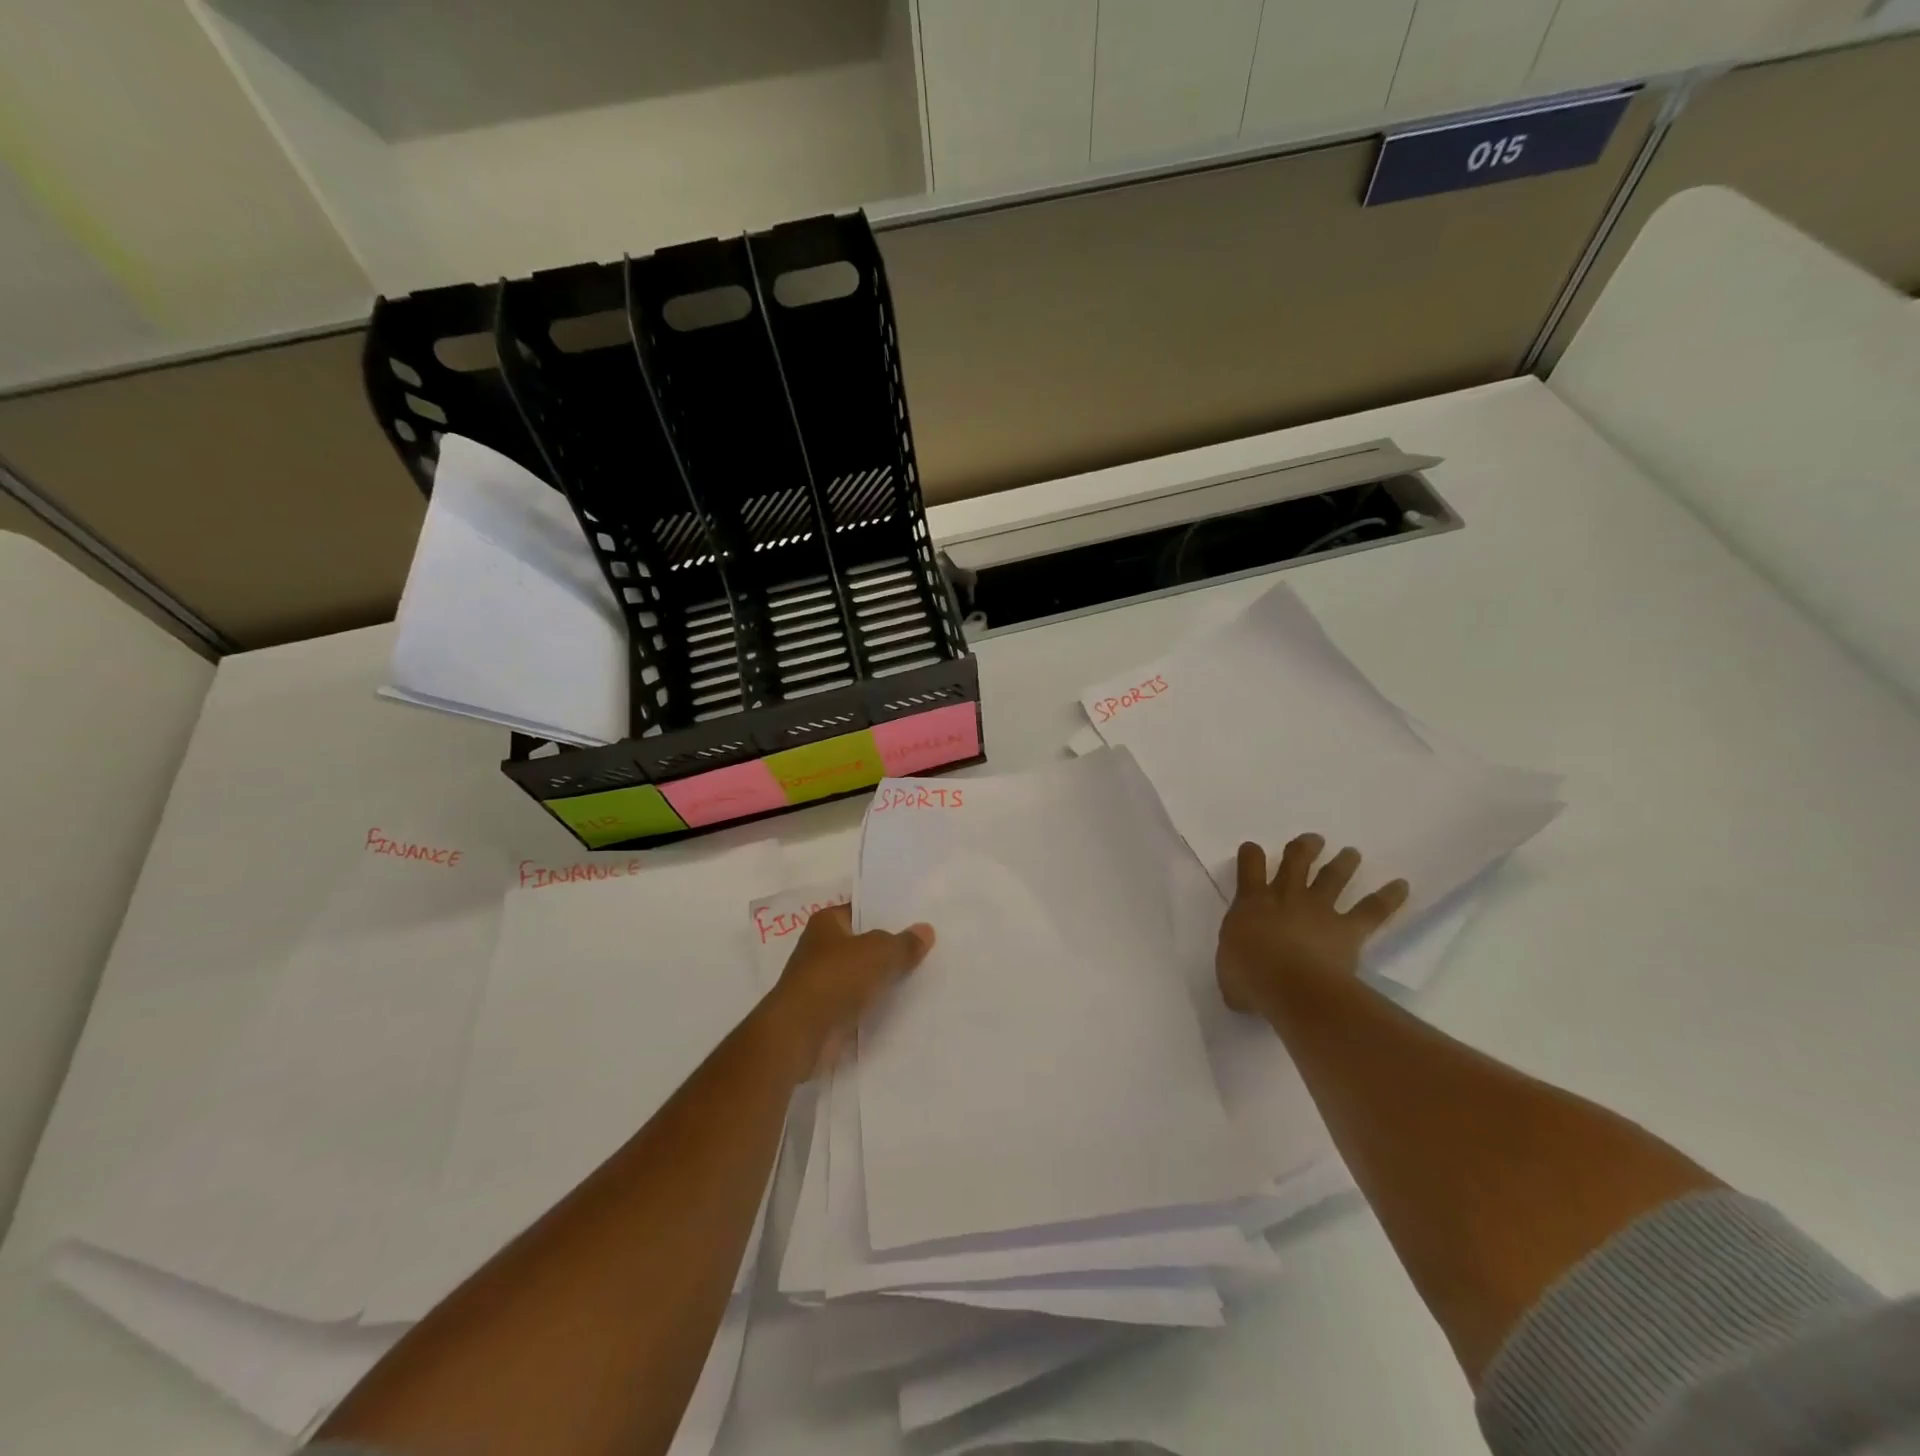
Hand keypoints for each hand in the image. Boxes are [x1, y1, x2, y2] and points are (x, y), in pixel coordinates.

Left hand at [761, 905, 933, 1079]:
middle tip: (928, 948)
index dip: (887, 914)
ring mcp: (823, 982)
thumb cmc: (835, 978)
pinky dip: (876, 1006)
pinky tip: (905, 1006)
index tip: (918, 919)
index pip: (861, 911)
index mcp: (826, 923)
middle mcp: (821, 948)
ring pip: (863, 975)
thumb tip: (926, 930)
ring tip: (924, 977)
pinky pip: (860, 1003)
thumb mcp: (879, 953)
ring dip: (884, 980)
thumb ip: (904, 943)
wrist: (800, 1034)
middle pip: (864, 944)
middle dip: (890, 948)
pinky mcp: (827, 1013)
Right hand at [1216, 836, 1408, 1016]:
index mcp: (1252, 903)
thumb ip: (1234, 964)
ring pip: (1332, 877)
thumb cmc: (1251, 979)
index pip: (1250, 866)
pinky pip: (1372, 910)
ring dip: (1342, 863)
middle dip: (1303, 848)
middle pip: (1296, 861)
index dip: (1251, 855)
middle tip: (1313, 840)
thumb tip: (1240, 975)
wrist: (1294, 989)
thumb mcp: (1228, 971)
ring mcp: (1319, 910)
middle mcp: (1286, 897)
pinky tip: (1402, 886)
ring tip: (1351, 853)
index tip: (1252, 850)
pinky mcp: (1347, 929)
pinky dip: (1389, 897)